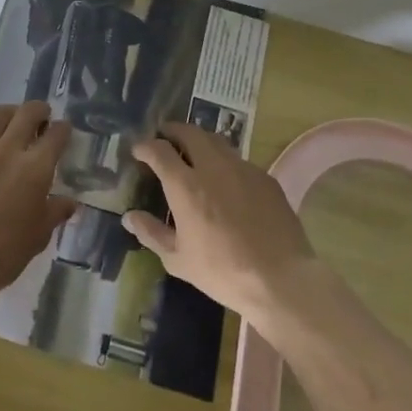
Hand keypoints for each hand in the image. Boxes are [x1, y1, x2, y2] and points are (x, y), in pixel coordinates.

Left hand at [0, 102, 74, 311]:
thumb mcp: (39, 235)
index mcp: (35, 169)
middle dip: (40, 110)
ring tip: (15, 120)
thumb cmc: (5, 252)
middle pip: (27, 113)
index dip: (63, 129)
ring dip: (12, 112)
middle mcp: (8, 151)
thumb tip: (70, 201)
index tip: (64, 131)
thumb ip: (56, 211)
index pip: (55, 135)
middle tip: (43, 117)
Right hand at [124, 122, 317, 324]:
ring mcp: (242, 169)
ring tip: (193, 152)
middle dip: (173, 131)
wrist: (281, 279)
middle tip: (165, 138)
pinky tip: (226, 181)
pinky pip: (238, 160)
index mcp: (186, 185)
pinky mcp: (265, 178)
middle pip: (189, 133)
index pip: (159, 150)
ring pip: (216, 141)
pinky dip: (224, 162)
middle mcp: (212, 167)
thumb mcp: (178, 260)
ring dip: (199, 141)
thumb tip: (129, 217)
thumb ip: (152, 233)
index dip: (145, 146)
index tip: (139, 150)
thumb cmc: (222, 272)